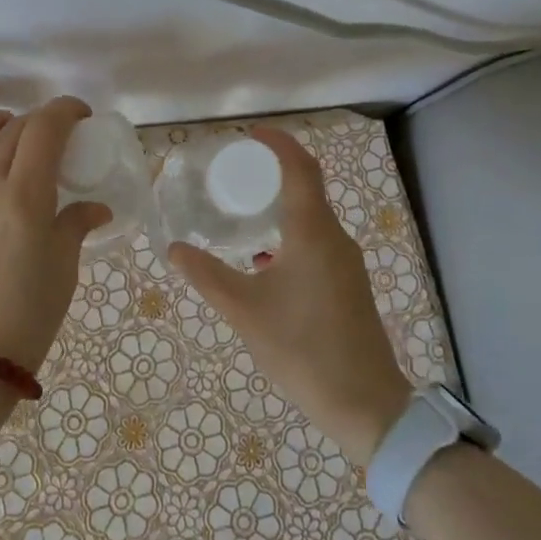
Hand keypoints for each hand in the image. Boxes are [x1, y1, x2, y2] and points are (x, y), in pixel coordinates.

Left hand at [0, 96, 110, 376]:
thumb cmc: (24, 320)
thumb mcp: (63, 271)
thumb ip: (76, 225)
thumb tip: (95, 207)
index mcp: (24, 198)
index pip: (45, 128)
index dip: (65, 110)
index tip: (78, 116)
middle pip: (11, 128)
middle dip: (37, 123)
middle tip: (48, 140)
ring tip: (3, 139)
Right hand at [169, 126, 411, 464]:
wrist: (366, 404)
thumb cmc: (303, 349)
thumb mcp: (245, 311)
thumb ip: (207, 276)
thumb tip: (174, 249)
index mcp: (313, 233)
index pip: (301, 168)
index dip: (279, 143)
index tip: (251, 135)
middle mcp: (334, 238)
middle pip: (309, 187)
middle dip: (275, 171)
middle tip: (238, 170)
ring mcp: (345, 263)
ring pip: (313, 217)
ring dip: (282, 203)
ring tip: (245, 209)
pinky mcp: (347, 285)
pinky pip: (317, 241)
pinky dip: (290, 232)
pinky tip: (264, 259)